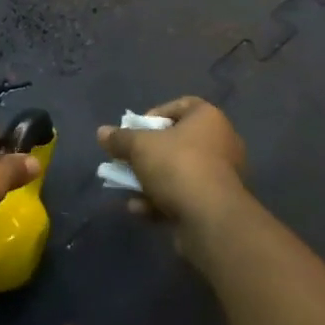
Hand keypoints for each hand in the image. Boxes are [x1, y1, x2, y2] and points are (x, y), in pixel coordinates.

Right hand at [97, 96, 247, 233]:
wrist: (211, 218)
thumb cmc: (177, 166)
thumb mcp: (139, 147)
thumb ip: (120, 138)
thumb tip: (102, 132)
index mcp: (208, 118)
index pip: (181, 105)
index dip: (154, 115)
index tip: (136, 131)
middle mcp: (221, 142)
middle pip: (177, 141)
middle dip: (147, 154)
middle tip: (127, 160)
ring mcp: (222, 175)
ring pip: (179, 172)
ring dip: (151, 181)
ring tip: (128, 189)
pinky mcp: (217, 204)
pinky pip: (185, 195)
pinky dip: (162, 201)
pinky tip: (140, 210)